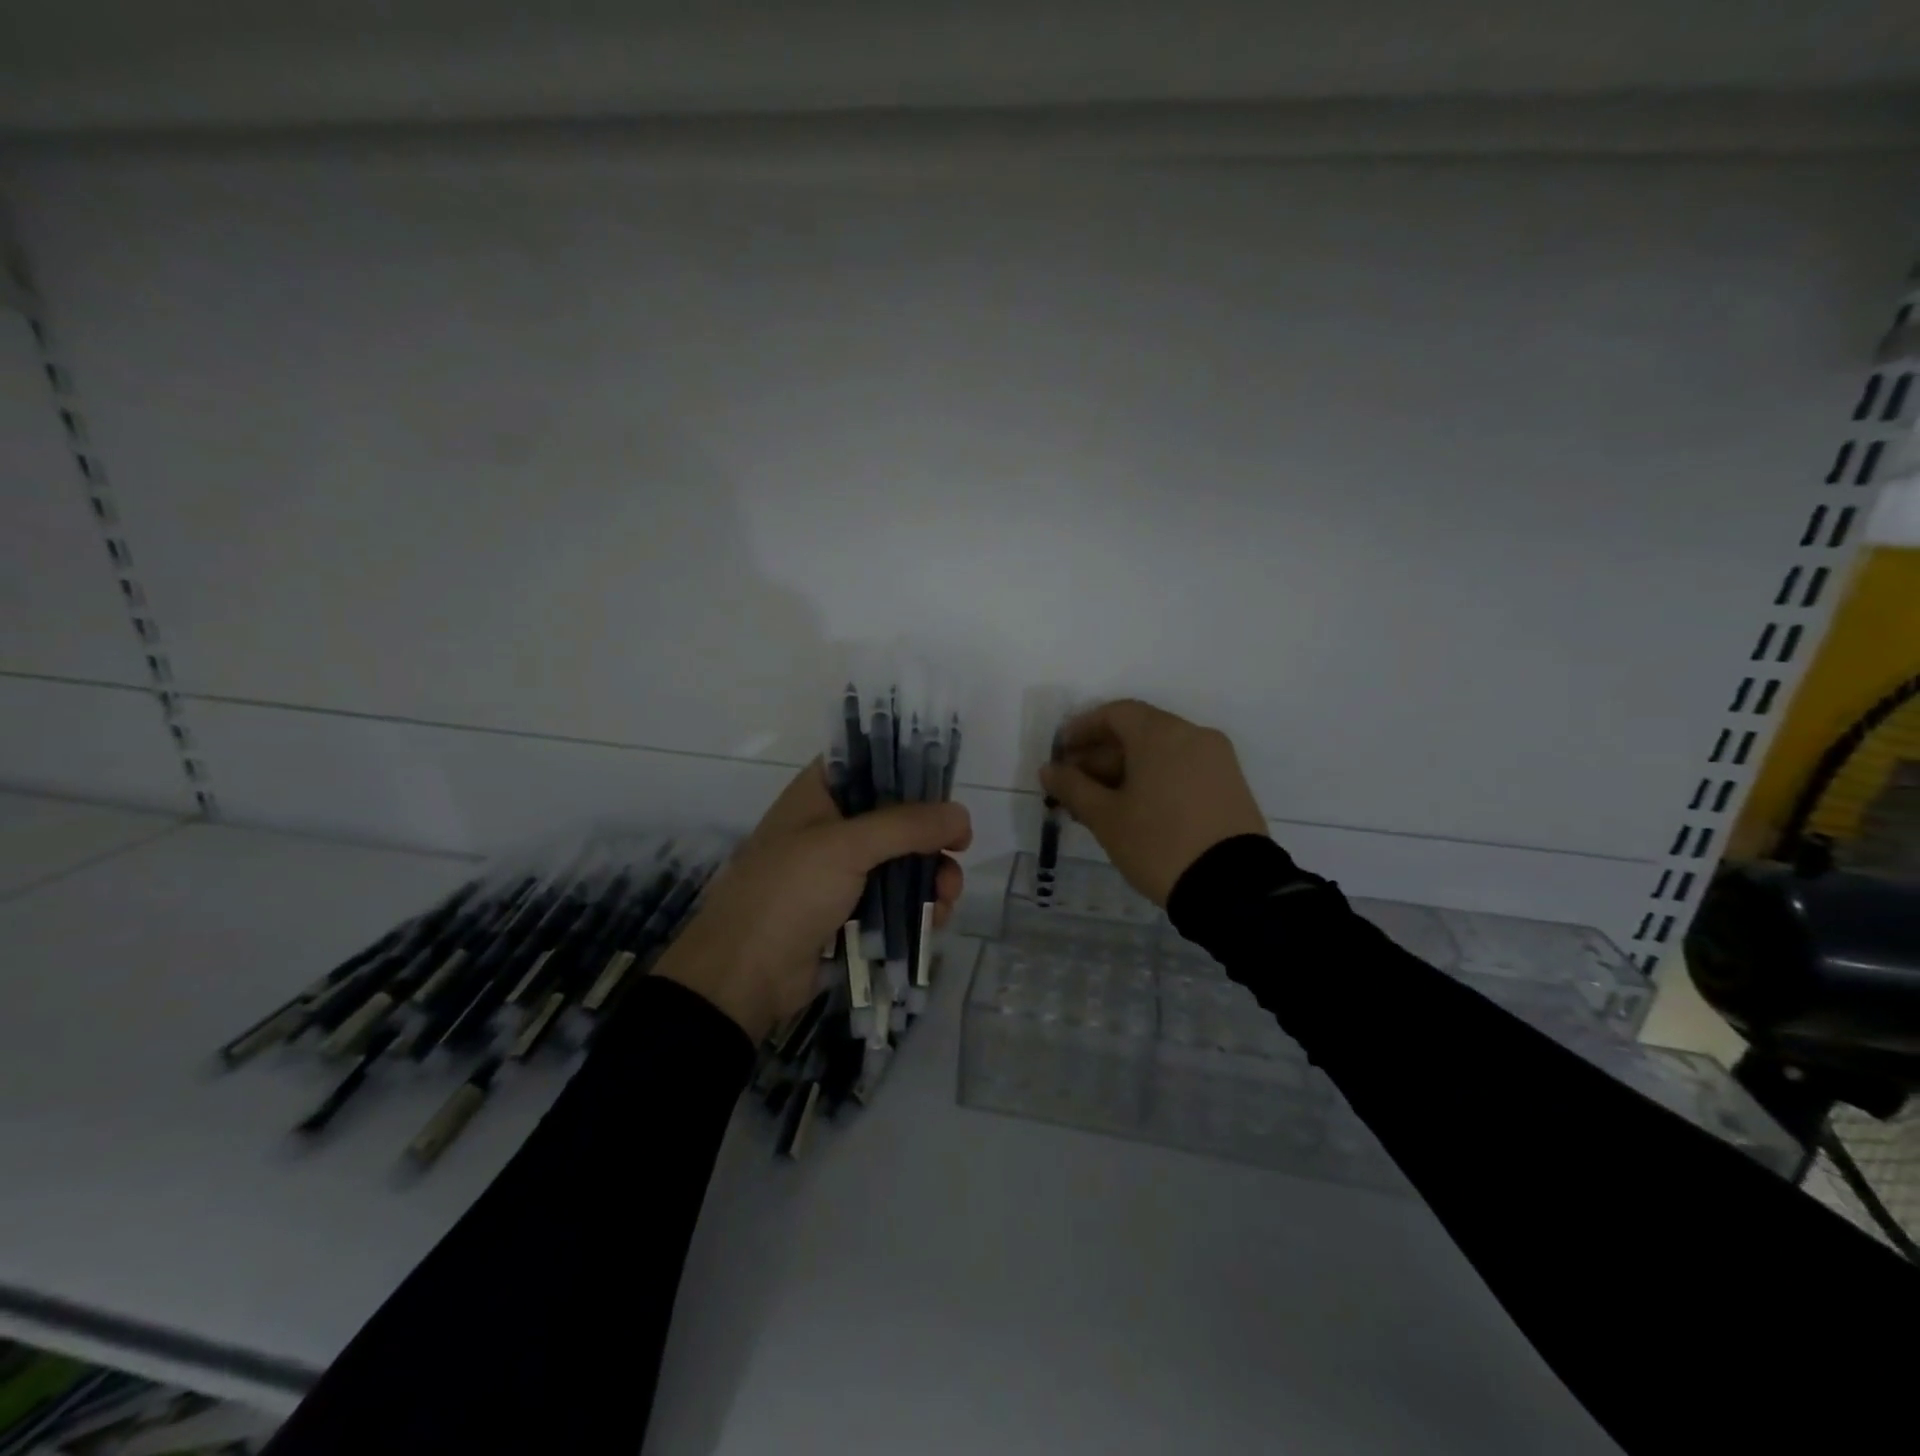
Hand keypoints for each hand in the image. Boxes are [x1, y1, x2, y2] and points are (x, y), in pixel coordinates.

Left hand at [652, 761, 970, 1041]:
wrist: (743, 978)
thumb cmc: (788, 893)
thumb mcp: (846, 847)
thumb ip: (908, 826)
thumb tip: (962, 816)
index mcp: (819, 794)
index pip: (870, 762)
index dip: (910, 769)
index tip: (946, 789)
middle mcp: (830, 826)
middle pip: (896, 815)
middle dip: (931, 835)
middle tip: (959, 850)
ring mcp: (840, 871)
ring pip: (901, 860)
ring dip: (931, 875)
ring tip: (946, 898)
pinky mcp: (850, 911)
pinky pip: (894, 898)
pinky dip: (917, 905)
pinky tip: (934, 921)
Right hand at [1039, 699, 1266, 906]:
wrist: (1233, 887)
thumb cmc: (1158, 843)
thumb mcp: (1106, 818)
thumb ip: (1073, 788)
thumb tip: (1049, 769)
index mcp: (1162, 734)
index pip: (1115, 713)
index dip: (1082, 729)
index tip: (1060, 753)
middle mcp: (1193, 735)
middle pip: (1138, 732)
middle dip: (1100, 756)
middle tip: (1073, 787)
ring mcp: (1217, 760)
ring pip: (1160, 753)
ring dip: (1125, 771)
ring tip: (1098, 805)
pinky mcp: (1230, 785)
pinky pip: (1182, 770)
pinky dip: (1154, 780)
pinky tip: (1134, 811)